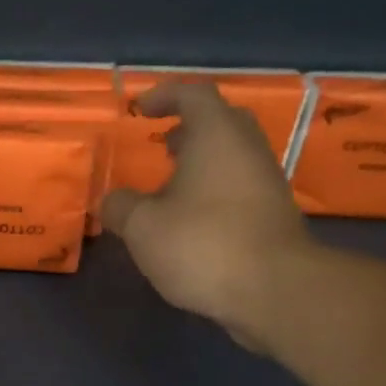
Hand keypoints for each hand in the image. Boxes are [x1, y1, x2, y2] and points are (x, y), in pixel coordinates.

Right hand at [101, 80, 314, 349]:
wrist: (274, 290)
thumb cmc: (202, 244)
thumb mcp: (142, 226)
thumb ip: (121, 207)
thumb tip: (111, 201)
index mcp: (217, 136)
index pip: (193, 95)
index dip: (164, 96)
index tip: (139, 110)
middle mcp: (247, 149)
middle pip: (220, 122)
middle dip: (188, 128)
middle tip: (160, 144)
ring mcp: (266, 183)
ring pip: (231, 157)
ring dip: (200, 163)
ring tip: (168, 186)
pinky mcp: (272, 215)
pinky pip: (238, 187)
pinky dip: (212, 190)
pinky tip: (189, 220)